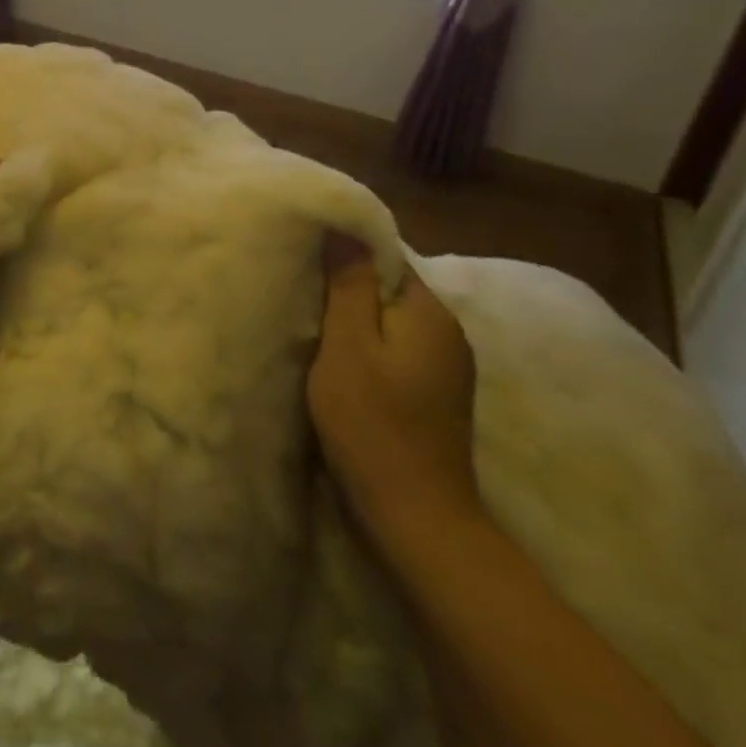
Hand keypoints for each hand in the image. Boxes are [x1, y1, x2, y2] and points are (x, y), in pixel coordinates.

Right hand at [307, 233, 481, 548]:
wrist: (416, 519)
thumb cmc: (374, 425)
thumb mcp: (348, 347)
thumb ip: (349, 285)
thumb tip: (344, 226)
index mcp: (431, 313)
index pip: (386, 257)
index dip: (344, 253)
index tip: (303, 256)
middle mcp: (447, 333)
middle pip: (388, 288)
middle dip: (345, 287)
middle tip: (298, 289)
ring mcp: (444, 367)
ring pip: (389, 321)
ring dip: (353, 319)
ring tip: (309, 321)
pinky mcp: (433, 395)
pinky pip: (394, 350)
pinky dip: (365, 348)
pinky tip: (336, 360)